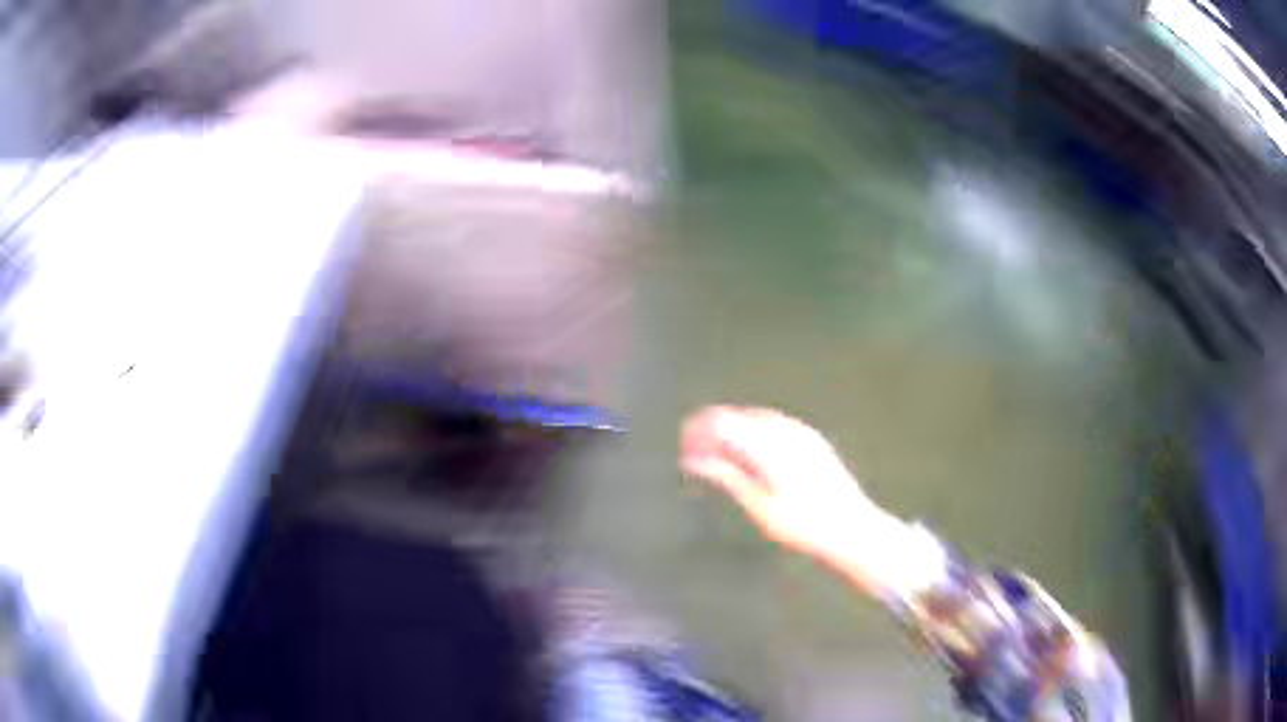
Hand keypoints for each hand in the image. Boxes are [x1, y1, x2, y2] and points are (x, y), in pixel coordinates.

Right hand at [680, 406, 876, 557]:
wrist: (852, 528)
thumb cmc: (803, 525)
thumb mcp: (760, 506)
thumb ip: (728, 476)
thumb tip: (696, 460)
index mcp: (769, 445)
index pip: (723, 422)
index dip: (699, 430)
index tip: (683, 447)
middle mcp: (786, 431)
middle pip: (740, 418)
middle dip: (714, 431)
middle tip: (694, 453)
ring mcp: (803, 433)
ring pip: (758, 420)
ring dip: (735, 432)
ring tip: (718, 455)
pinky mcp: (814, 440)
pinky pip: (776, 426)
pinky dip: (755, 435)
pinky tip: (750, 454)